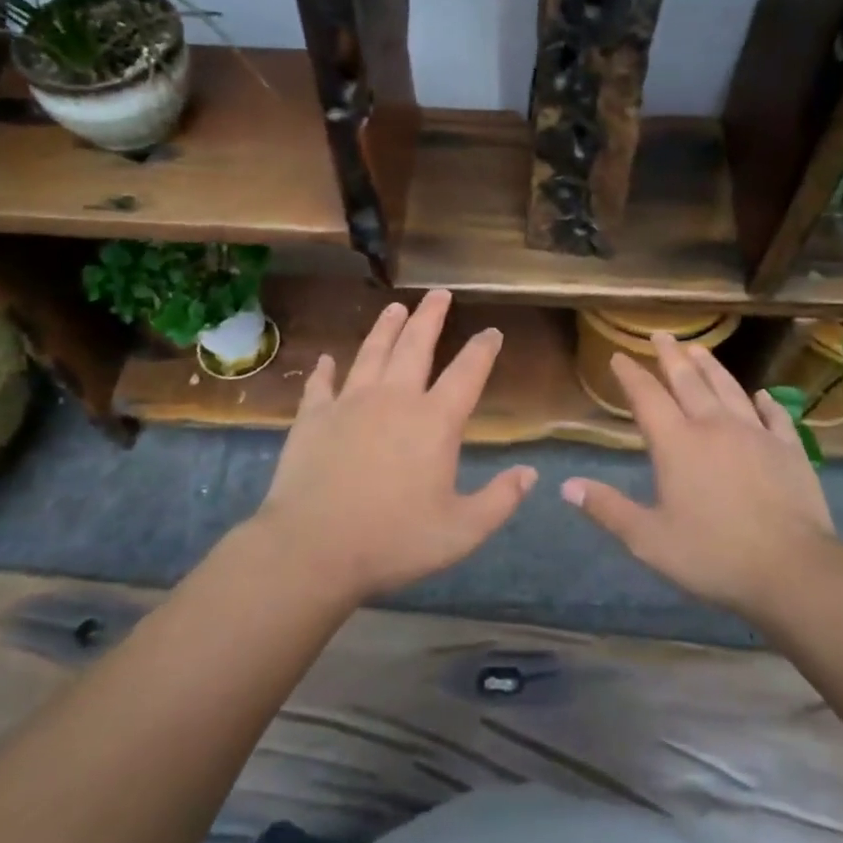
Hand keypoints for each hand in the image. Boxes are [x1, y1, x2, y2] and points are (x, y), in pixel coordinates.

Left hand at [254, 289, 536, 602]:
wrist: (313, 548)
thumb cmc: (394, 541)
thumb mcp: (461, 531)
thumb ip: (500, 500)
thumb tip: (530, 473)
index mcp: (434, 421)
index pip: (467, 373)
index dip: (483, 349)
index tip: (492, 332)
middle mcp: (394, 399)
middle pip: (416, 346)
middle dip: (431, 317)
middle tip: (439, 293)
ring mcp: (350, 403)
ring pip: (371, 352)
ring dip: (385, 327)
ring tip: (395, 306)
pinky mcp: (313, 417)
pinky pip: (321, 384)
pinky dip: (325, 369)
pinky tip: (326, 359)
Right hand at [561, 335, 842, 619]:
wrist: (792, 569)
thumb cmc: (713, 554)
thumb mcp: (649, 540)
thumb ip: (608, 509)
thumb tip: (567, 486)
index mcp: (677, 444)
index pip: (648, 397)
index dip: (631, 375)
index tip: (619, 356)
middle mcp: (714, 426)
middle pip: (688, 381)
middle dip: (671, 356)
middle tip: (662, 335)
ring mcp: (756, 434)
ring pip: (729, 388)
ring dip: (711, 366)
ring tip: (700, 349)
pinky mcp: (788, 449)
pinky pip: (774, 416)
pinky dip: (765, 402)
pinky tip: (762, 395)